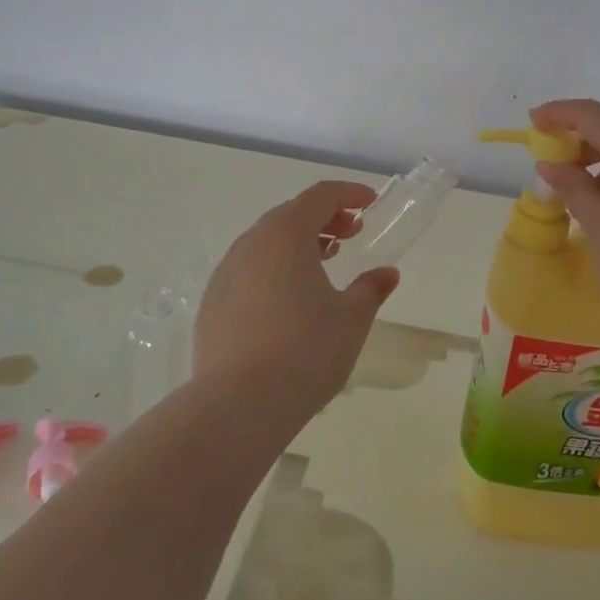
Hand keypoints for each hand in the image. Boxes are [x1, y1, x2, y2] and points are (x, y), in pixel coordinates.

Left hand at [192, 181, 400, 418]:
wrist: (237, 406)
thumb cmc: (305, 351)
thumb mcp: (351, 319)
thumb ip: (371, 289)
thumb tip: (386, 274)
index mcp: (286, 234)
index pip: (320, 196)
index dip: (349, 194)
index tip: (370, 205)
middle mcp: (251, 243)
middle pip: (291, 215)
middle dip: (324, 218)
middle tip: (351, 235)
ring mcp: (226, 272)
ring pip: (267, 242)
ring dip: (298, 244)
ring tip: (323, 264)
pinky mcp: (212, 303)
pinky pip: (249, 269)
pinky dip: (274, 268)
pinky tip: (289, 300)